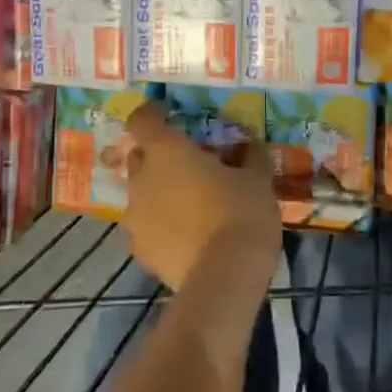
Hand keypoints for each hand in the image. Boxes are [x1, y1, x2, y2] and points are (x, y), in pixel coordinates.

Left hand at [122, 102, 280, 293]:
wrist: (224, 277)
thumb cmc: (240, 212)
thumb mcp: (256, 180)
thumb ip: (251, 158)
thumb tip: (253, 146)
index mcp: (166, 151)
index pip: (142, 120)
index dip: (152, 114)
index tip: (168, 115)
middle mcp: (141, 179)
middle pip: (140, 158)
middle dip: (159, 159)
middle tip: (189, 167)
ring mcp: (135, 218)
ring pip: (143, 196)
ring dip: (160, 195)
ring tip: (190, 208)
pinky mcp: (140, 251)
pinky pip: (148, 229)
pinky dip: (162, 228)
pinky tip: (187, 239)